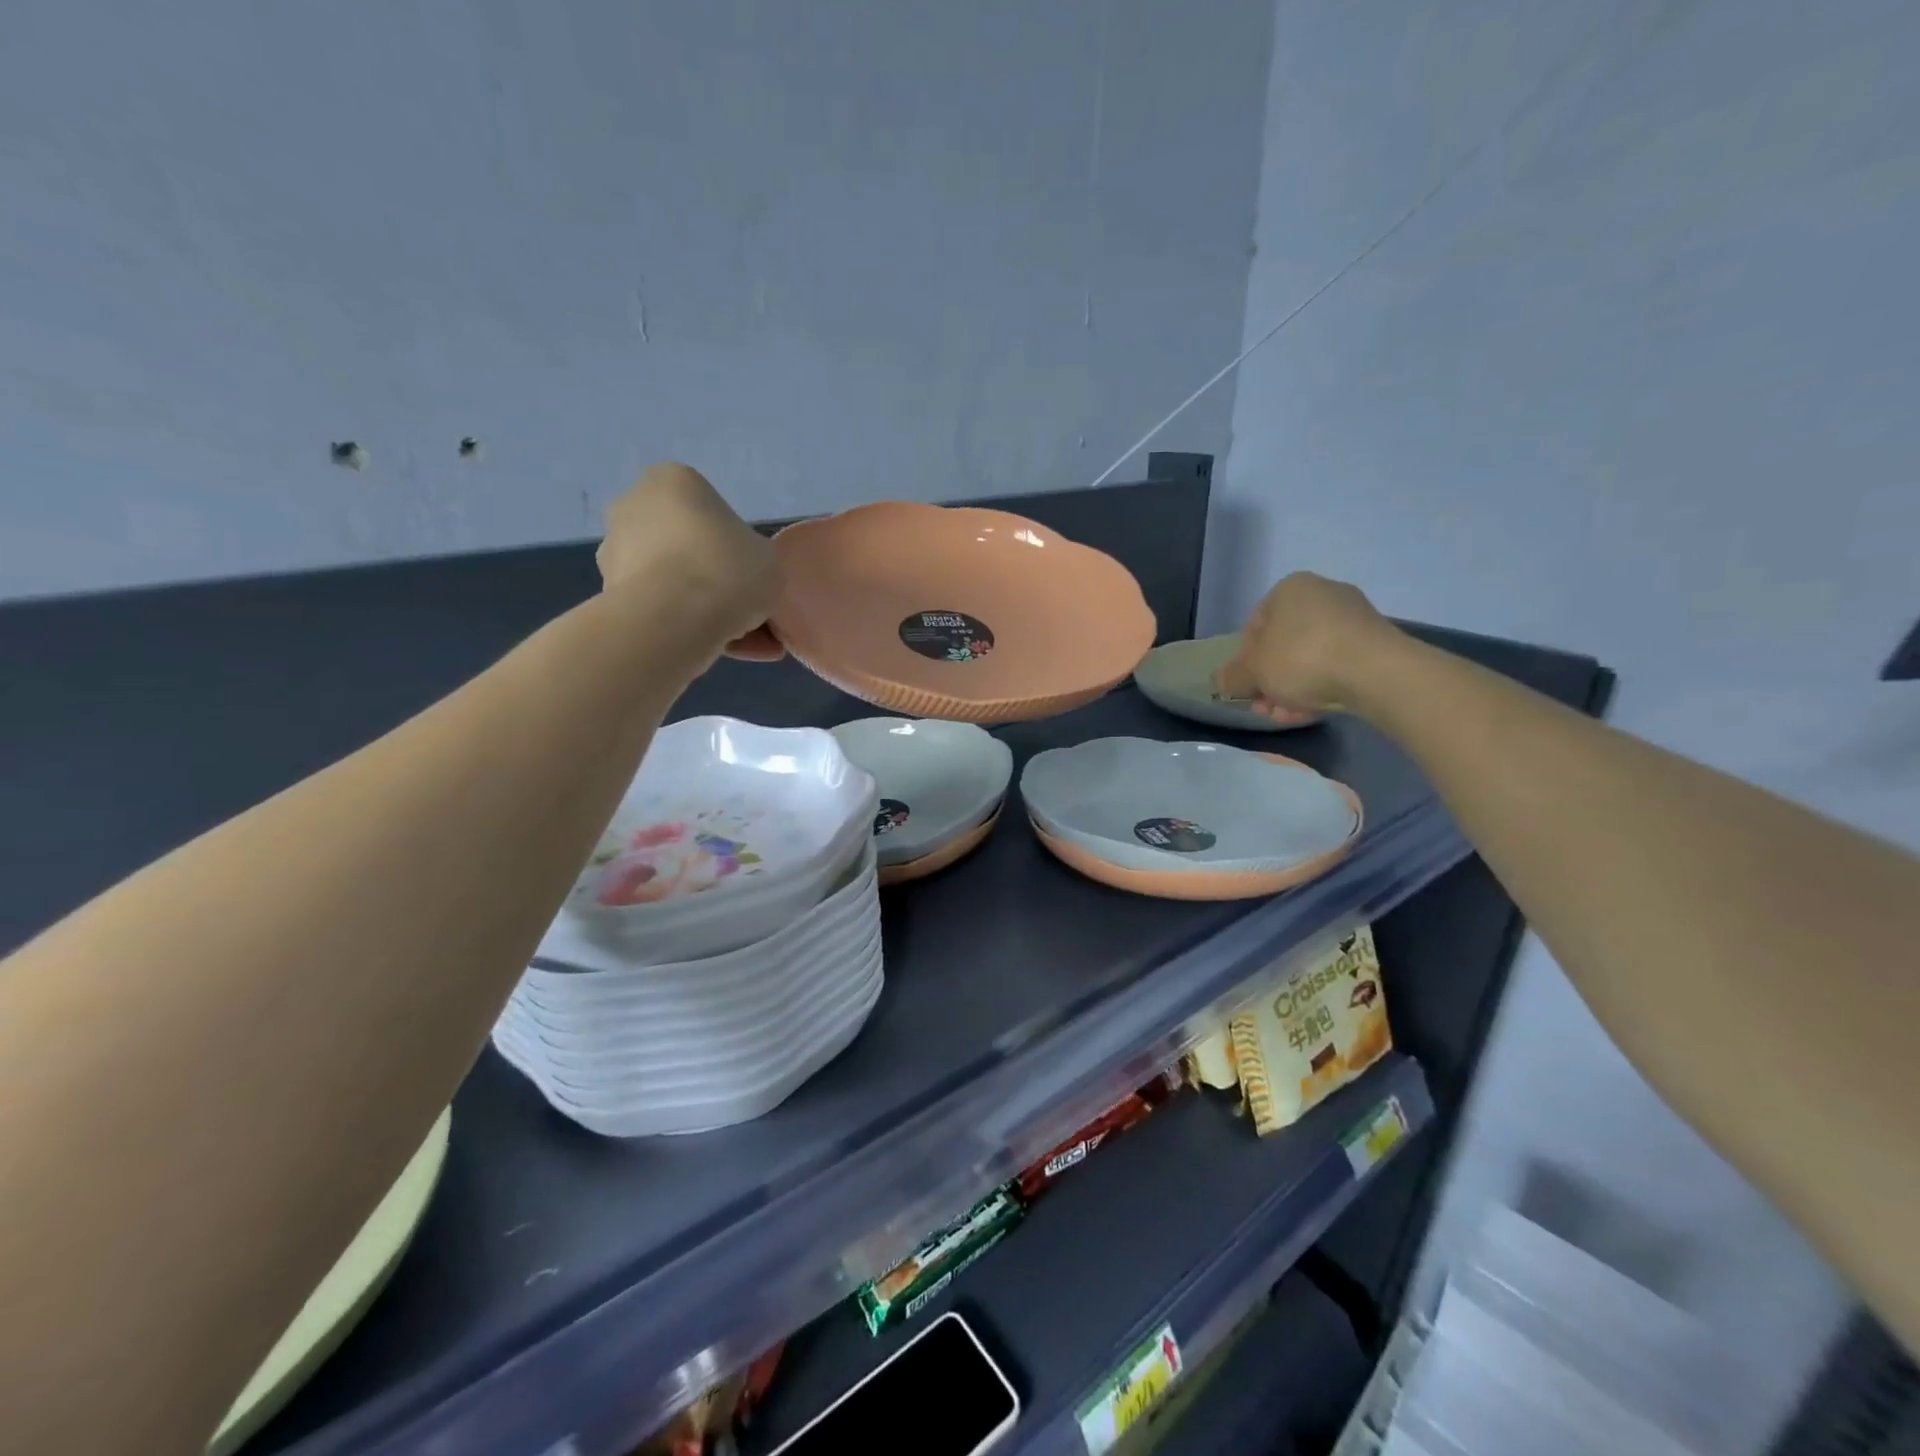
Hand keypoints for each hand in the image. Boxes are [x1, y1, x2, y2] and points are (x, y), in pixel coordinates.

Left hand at [598, 463, 778, 644]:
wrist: (674, 619)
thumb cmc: (728, 569)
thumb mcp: (769, 559)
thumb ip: (756, 559)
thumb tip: (742, 577)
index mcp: (674, 481)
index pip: (712, 512)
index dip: (739, 549)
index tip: (753, 576)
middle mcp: (634, 506)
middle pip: (688, 547)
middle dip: (715, 579)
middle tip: (748, 612)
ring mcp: (614, 551)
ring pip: (673, 582)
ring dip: (701, 608)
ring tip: (740, 643)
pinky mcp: (609, 594)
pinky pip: (659, 609)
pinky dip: (685, 627)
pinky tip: (717, 651)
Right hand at [1214, 572, 1400, 716]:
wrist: (1376, 672)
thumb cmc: (1301, 658)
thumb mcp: (1252, 672)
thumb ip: (1231, 676)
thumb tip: (1220, 681)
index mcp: (1289, 589)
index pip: (1254, 627)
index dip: (1245, 662)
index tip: (1247, 688)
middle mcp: (1322, 594)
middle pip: (1282, 645)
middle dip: (1270, 681)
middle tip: (1265, 708)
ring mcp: (1353, 617)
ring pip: (1309, 658)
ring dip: (1292, 689)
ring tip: (1287, 716)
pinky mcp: (1375, 641)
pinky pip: (1337, 663)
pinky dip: (1322, 685)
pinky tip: (1314, 711)